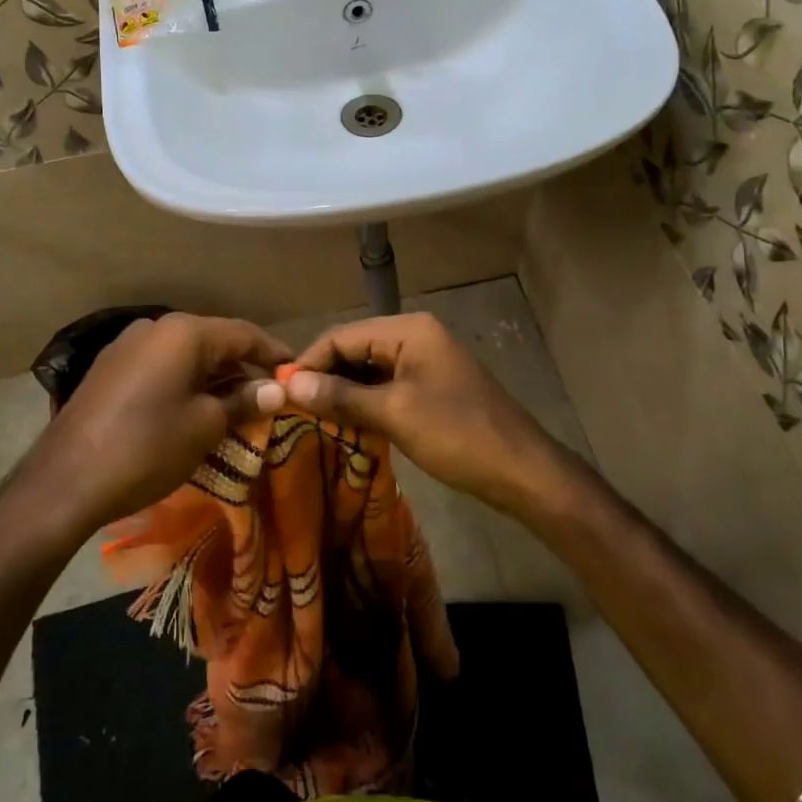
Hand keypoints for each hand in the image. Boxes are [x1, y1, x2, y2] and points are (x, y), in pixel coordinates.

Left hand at [18, 313, 289, 543]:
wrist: (65, 481)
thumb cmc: (146, 448)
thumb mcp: (205, 426)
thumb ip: (243, 401)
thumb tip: (277, 389)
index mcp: (184, 333)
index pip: (244, 333)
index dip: (274, 353)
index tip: (297, 373)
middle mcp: (155, 327)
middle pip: (213, 341)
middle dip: (243, 367)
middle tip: (269, 396)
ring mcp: (127, 346)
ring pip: (185, 355)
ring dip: (213, 377)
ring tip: (236, 407)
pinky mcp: (109, 369)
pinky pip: (160, 367)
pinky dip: (184, 383)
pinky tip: (193, 409)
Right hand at [284, 313, 569, 515]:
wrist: (521, 471)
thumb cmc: (457, 434)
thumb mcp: (394, 414)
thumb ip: (341, 396)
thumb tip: (290, 385)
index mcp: (408, 330)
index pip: (343, 336)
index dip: (309, 361)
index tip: (281, 392)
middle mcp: (415, 336)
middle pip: (355, 348)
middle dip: (325, 376)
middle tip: (294, 409)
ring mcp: (425, 361)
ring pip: (369, 368)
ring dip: (343, 391)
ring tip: (314, 418)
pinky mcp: (430, 385)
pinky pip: (386, 385)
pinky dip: (365, 401)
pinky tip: (347, 423)